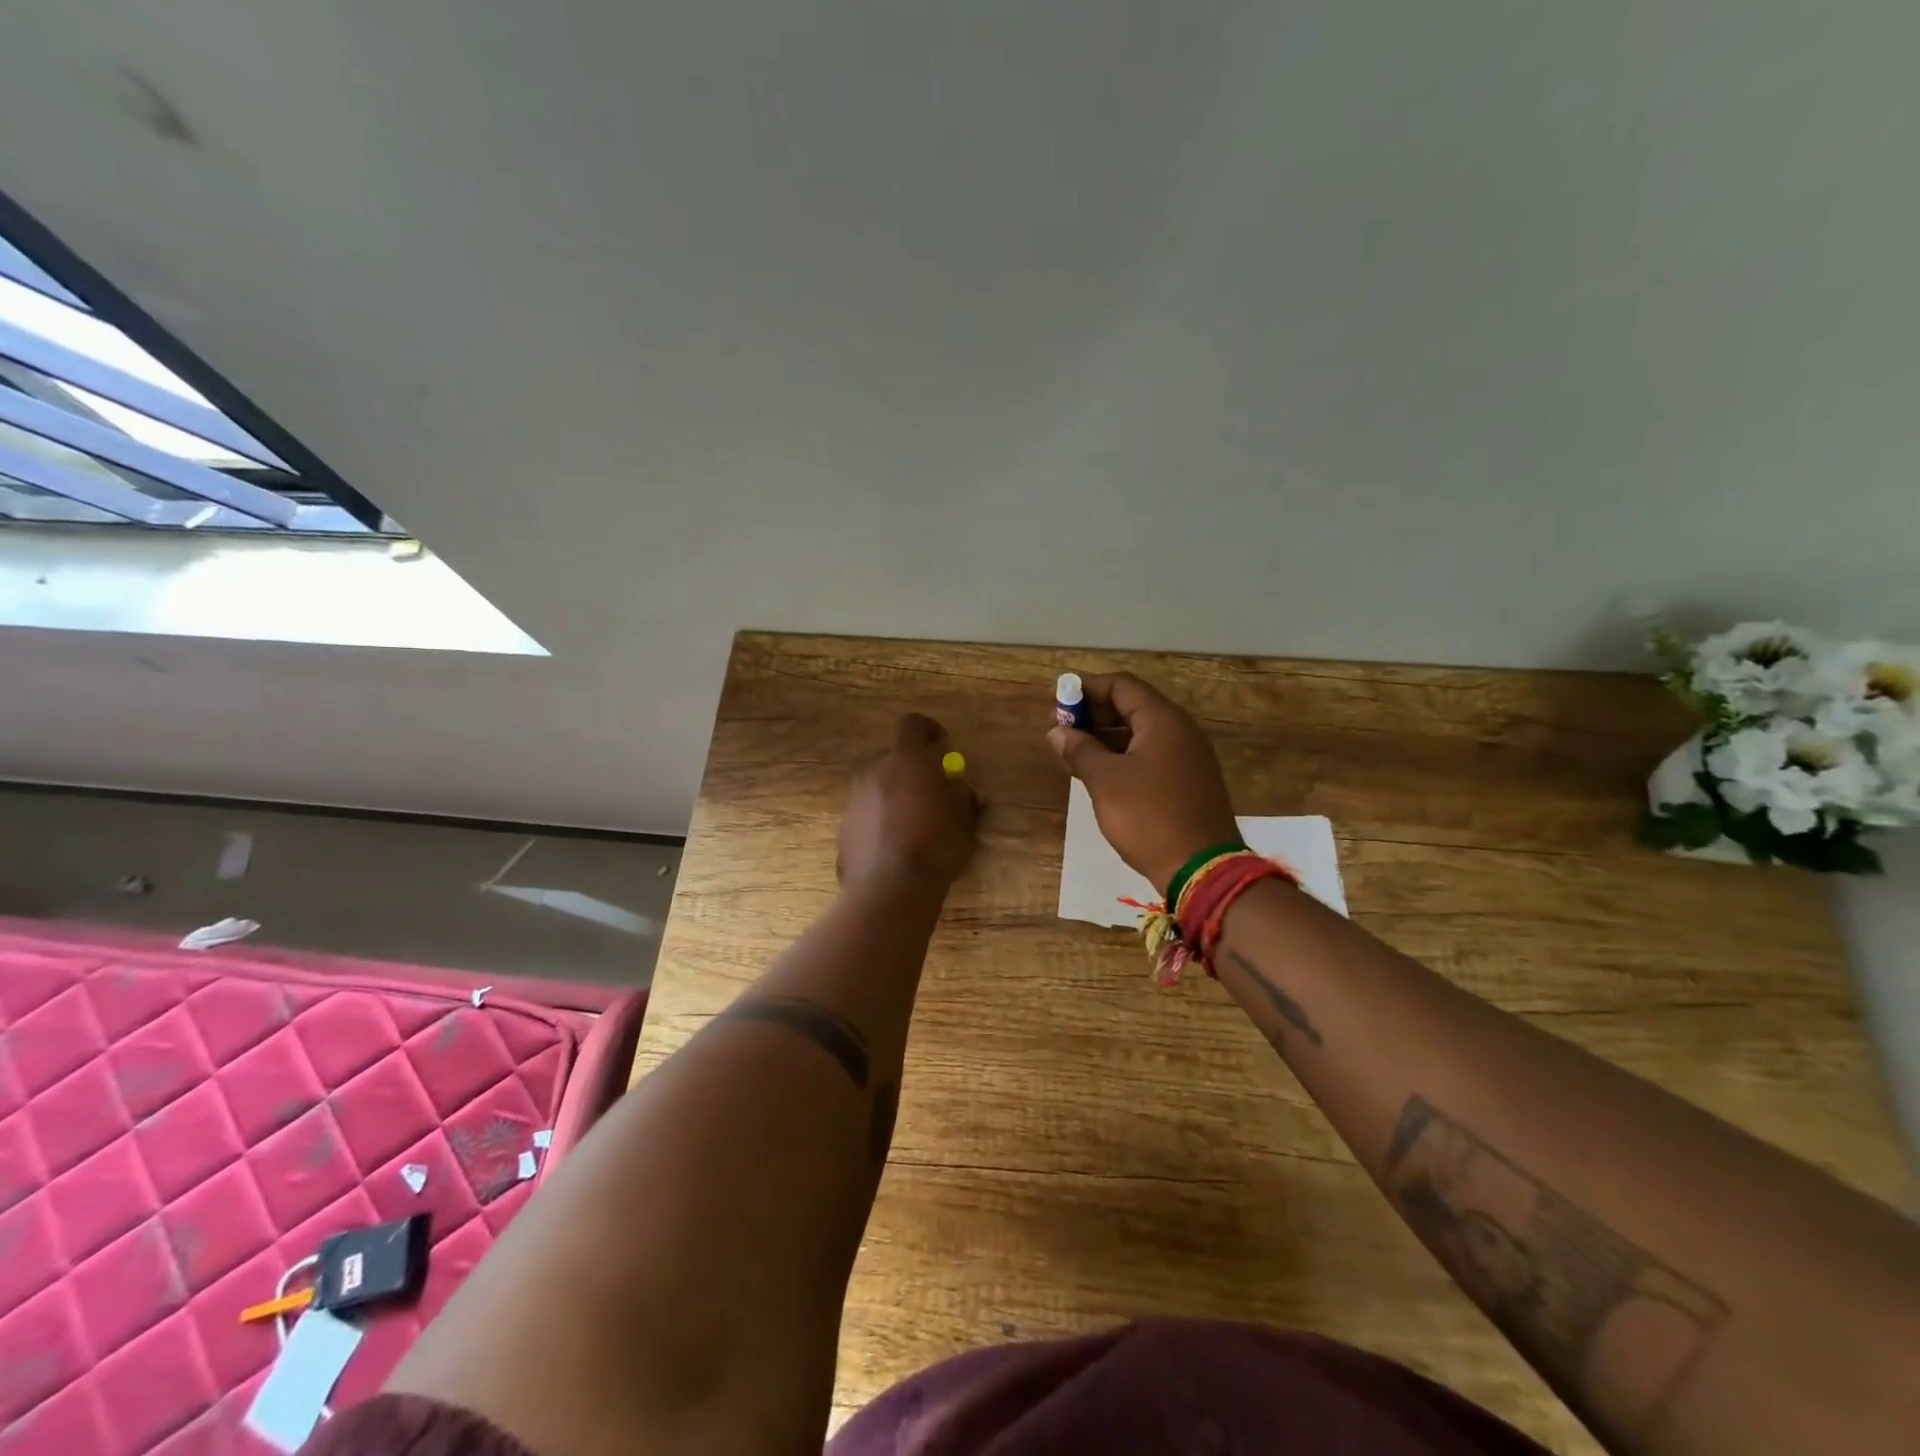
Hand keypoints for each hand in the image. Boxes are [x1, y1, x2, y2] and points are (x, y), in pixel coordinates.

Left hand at [839, 713, 980, 889]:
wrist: (889, 890)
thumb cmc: (935, 848)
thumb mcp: (963, 821)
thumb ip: (961, 795)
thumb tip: (959, 786)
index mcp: (906, 761)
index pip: (912, 724)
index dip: (928, 730)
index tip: (941, 745)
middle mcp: (874, 772)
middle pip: (892, 757)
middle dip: (911, 768)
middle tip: (930, 792)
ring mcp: (854, 800)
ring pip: (877, 786)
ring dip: (894, 795)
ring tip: (912, 824)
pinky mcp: (842, 827)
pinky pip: (865, 813)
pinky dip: (879, 820)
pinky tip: (893, 846)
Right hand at [1048, 673, 1239, 894]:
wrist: (1202, 869)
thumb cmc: (1149, 817)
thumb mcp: (1105, 782)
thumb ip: (1079, 751)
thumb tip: (1057, 732)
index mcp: (1163, 720)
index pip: (1122, 685)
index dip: (1087, 689)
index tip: (1058, 704)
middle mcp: (1181, 730)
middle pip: (1133, 706)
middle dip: (1094, 714)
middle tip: (1062, 730)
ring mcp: (1189, 756)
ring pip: (1141, 732)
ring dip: (1106, 736)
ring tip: (1073, 753)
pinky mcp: (1189, 780)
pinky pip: (1152, 754)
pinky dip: (1124, 755)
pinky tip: (1100, 773)